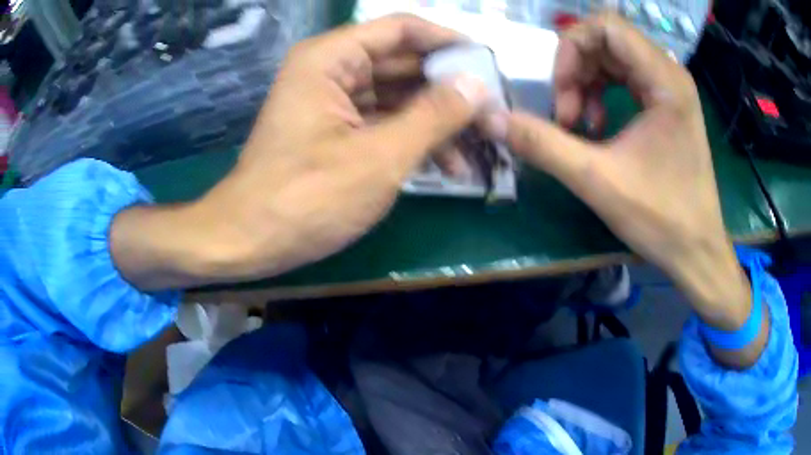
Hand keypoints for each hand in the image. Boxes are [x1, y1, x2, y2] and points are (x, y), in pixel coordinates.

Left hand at [112, 15, 489, 288]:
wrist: (250, 240)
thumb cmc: (307, 198)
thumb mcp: (380, 156)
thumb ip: (434, 115)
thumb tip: (477, 85)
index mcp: (331, 58)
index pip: (402, 29)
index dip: (447, 41)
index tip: (487, 65)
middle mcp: (331, 69)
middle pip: (403, 63)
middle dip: (449, 88)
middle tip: (493, 112)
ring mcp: (332, 101)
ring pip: (398, 95)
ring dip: (437, 120)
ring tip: (481, 147)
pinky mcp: (335, 130)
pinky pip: (384, 121)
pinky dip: (414, 138)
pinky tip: (449, 164)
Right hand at [484, 14, 752, 334]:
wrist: (697, 251)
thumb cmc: (661, 218)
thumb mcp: (596, 180)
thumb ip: (542, 143)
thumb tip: (490, 119)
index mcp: (664, 80)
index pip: (605, 26)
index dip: (572, 49)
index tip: (561, 93)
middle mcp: (670, 74)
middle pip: (606, 41)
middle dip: (576, 70)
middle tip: (565, 116)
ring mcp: (670, 89)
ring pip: (613, 59)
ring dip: (586, 84)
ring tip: (579, 124)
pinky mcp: (667, 105)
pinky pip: (625, 79)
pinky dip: (602, 94)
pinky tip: (596, 126)